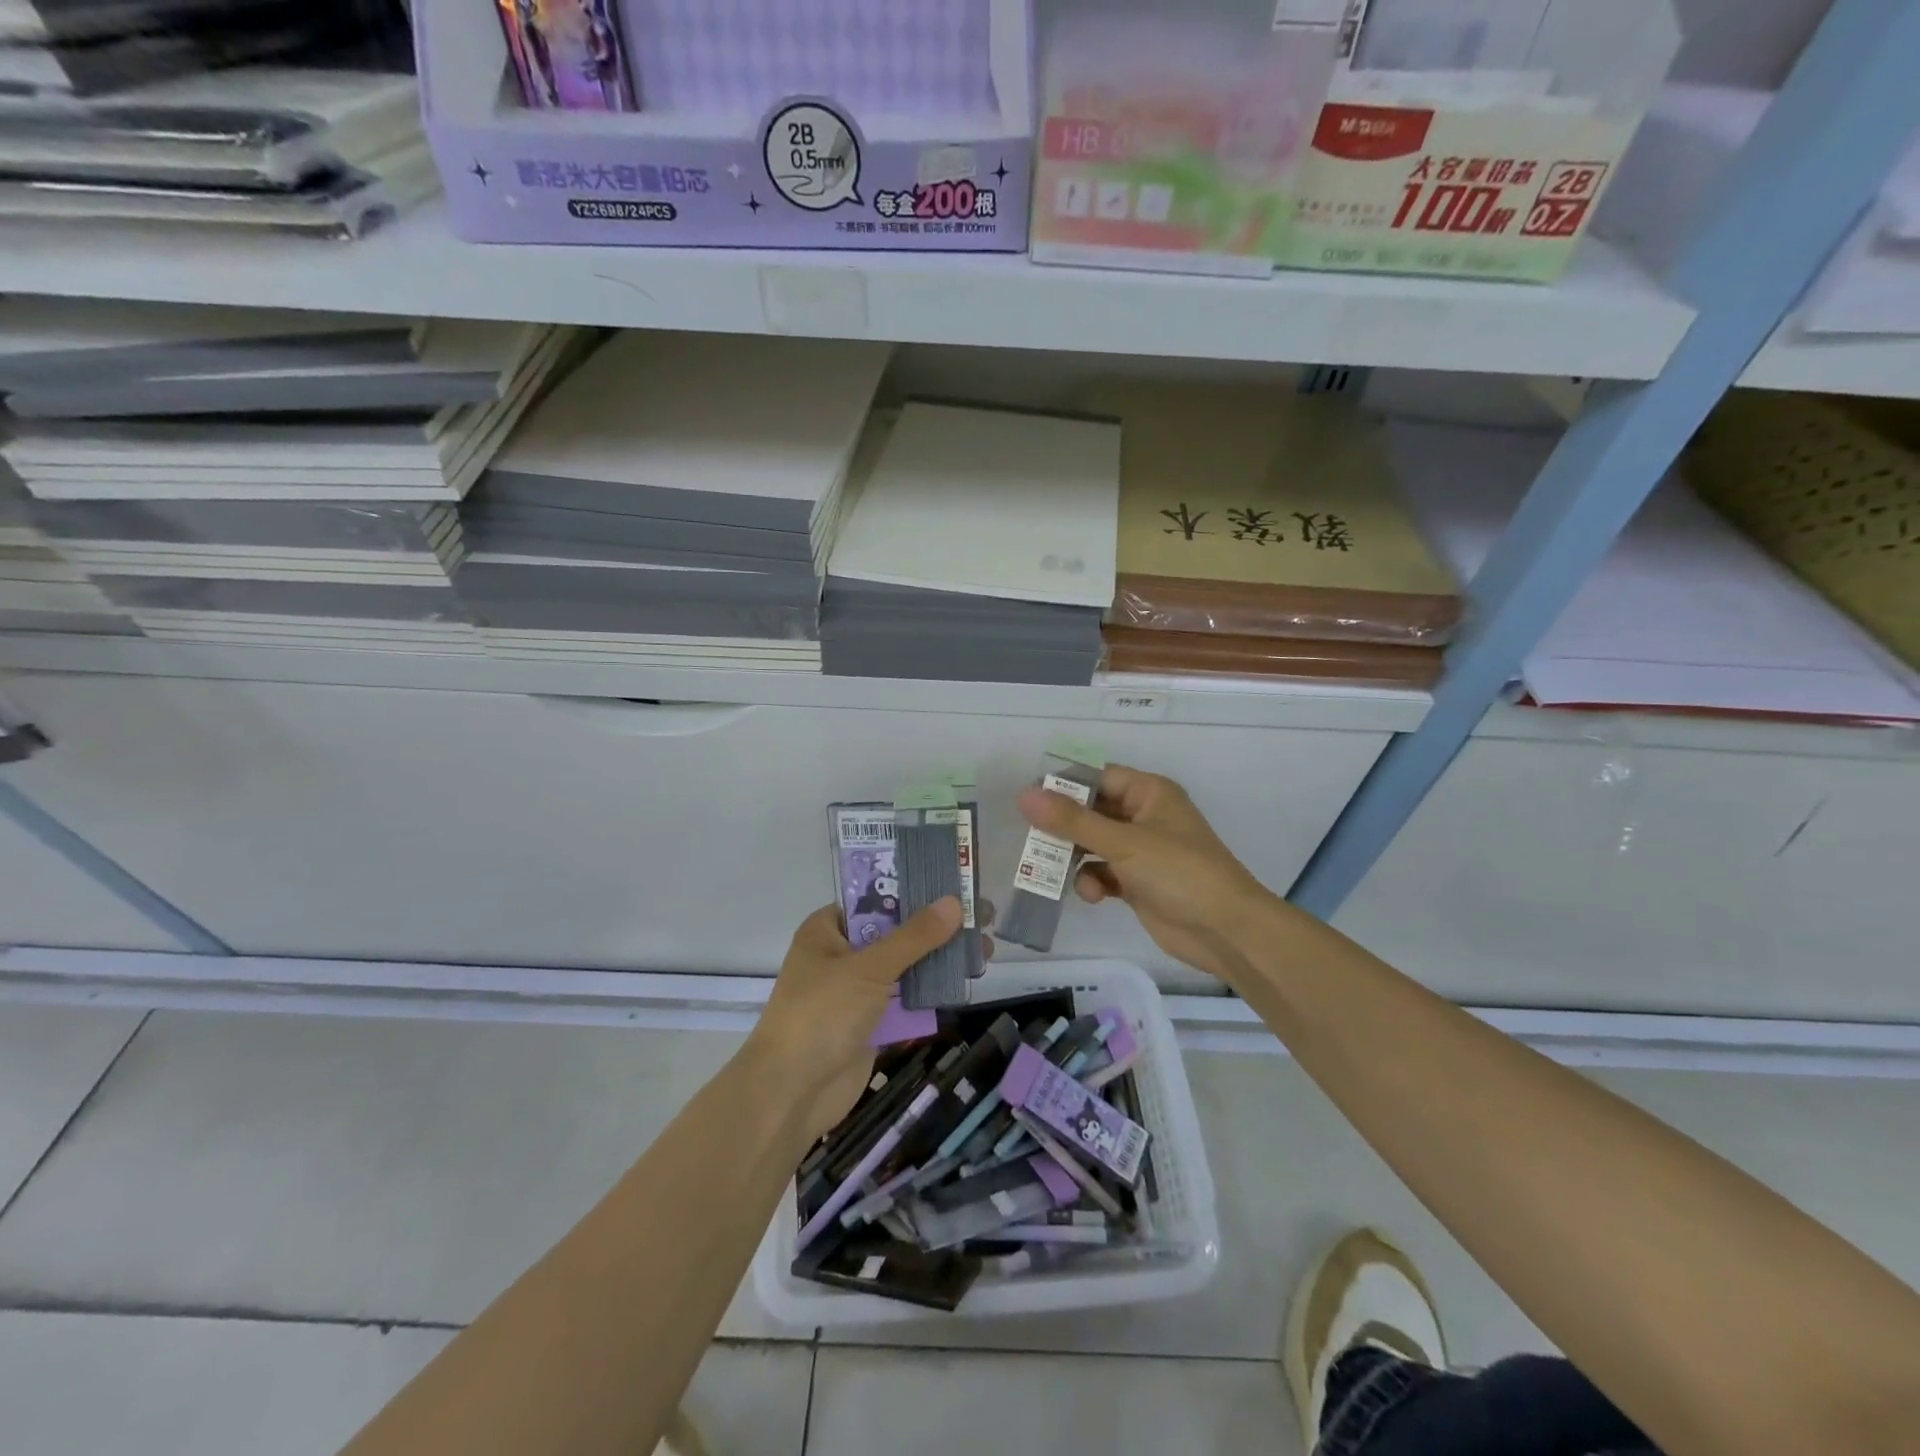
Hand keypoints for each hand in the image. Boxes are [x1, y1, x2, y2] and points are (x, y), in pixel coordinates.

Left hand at [746, 898, 964, 1140]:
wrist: (791, 1094)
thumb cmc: (821, 1015)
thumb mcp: (869, 968)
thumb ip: (914, 937)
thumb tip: (954, 902)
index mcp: (827, 930)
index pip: (875, 898)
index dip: (913, 888)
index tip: (954, 882)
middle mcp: (841, 954)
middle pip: (895, 931)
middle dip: (936, 926)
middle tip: (982, 915)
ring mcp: (856, 991)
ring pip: (904, 966)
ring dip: (939, 958)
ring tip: (986, 947)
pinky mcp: (870, 1023)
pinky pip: (906, 999)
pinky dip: (932, 991)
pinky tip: (966, 979)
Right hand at [1016, 763, 1283, 985]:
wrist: (1225, 931)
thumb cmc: (1179, 872)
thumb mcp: (1123, 842)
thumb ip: (1072, 820)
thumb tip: (1024, 795)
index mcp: (1149, 793)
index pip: (1097, 778)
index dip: (1063, 786)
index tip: (1029, 800)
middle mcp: (1143, 816)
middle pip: (1091, 811)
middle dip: (1064, 827)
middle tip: (1032, 839)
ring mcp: (1141, 851)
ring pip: (1092, 844)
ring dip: (1074, 857)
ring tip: (1054, 870)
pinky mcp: (1137, 882)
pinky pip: (1102, 872)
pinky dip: (1092, 881)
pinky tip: (1092, 895)